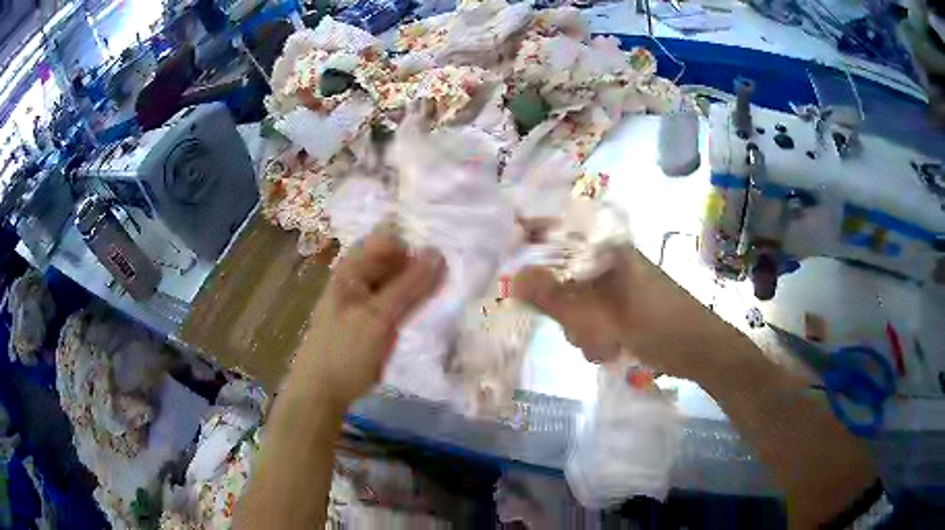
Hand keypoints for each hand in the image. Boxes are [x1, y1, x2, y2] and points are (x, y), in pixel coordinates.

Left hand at [297, 229, 445, 408]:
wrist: (320, 392)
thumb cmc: (345, 353)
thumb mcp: (379, 318)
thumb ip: (409, 287)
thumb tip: (439, 253)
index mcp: (351, 269)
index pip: (387, 239)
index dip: (413, 247)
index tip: (439, 265)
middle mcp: (356, 278)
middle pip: (392, 259)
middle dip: (418, 265)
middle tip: (444, 282)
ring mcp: (362, 299)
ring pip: (395, 280)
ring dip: (416, 285)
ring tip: (438, 295)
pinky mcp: (369, 319)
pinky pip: (393, 301)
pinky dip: (409, 302)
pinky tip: (422, 311)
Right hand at [513, 245, 736, 379]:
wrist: (698, 349)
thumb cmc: (656, 322)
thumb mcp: (602, 312)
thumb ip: (555, 297)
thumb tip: (512, 279)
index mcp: (605, 248)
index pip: (554, 232)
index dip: (528, 243)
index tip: (509, 266)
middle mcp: (607, 262)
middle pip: (559, 277)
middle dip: (563, 308)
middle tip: (577, 326)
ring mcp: (614, 287)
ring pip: (573, 304)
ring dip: (581, 328)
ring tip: (605, 342)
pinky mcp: (620, 309)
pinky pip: (590, 320)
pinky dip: (595, 337)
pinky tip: (612, 349)